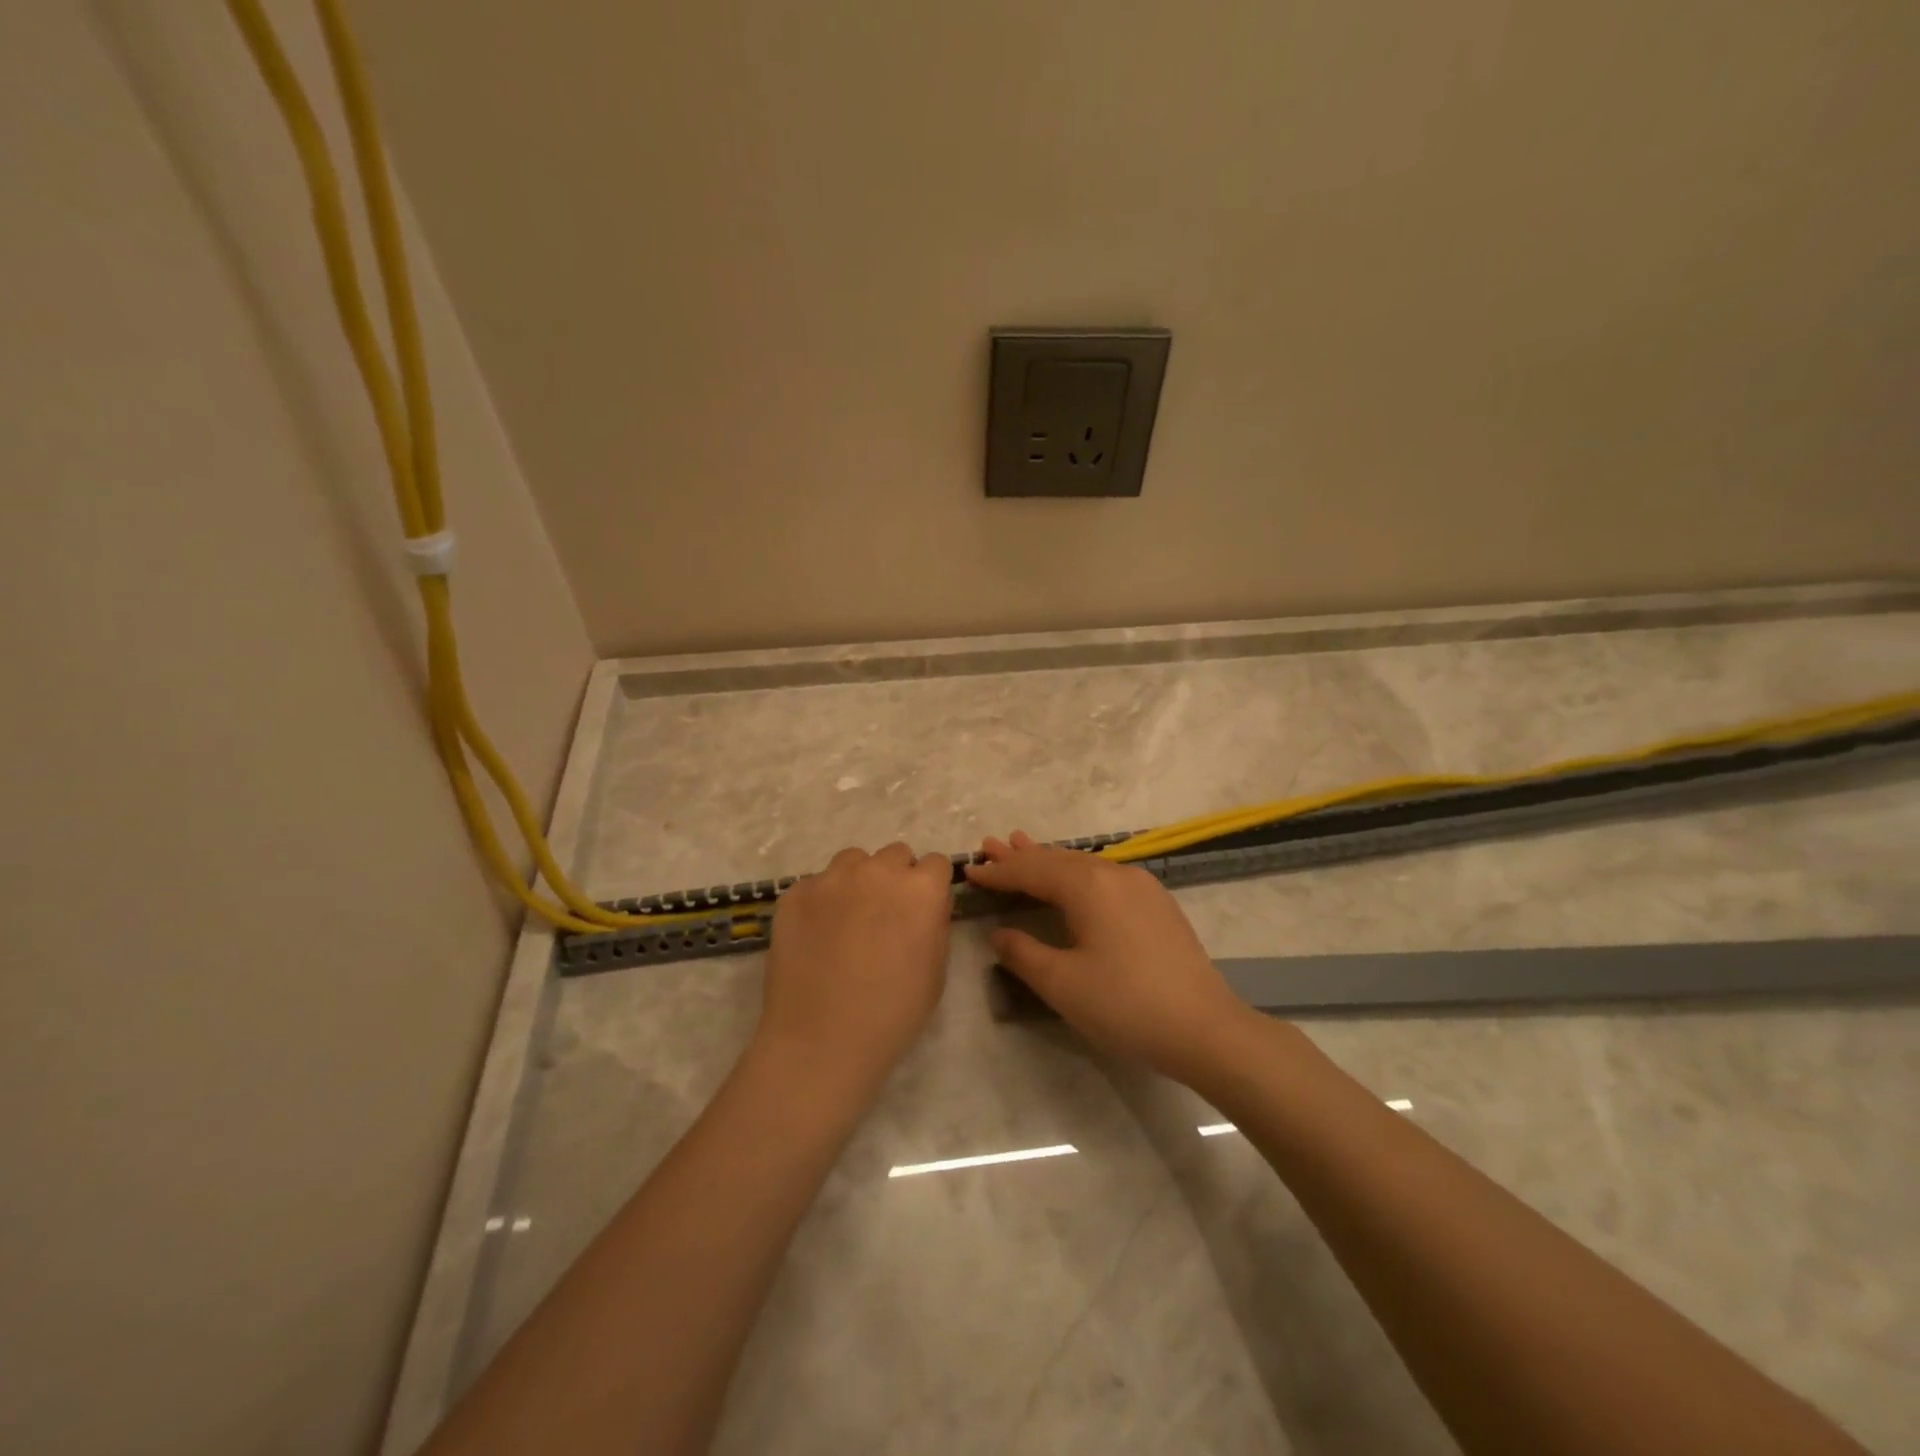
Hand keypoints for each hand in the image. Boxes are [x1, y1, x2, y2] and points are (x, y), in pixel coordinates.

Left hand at [758, 843, 954, 1083]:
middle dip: (895, 879)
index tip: (921, 910)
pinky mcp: (795, 893)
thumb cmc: (892, 1014)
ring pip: (853, 861)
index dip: (930, 887)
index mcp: (920, 889)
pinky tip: (815, 936)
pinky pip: (816, 884)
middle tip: (884, 917)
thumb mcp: (937, 971)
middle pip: (894, 855)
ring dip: (858, 881)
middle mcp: (878, 871)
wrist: (821, 1041)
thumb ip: (935, 923)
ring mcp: (831, 878)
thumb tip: (926, 906)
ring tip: (847, 920)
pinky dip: (821, 902)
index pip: (935, 864)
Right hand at [964, 831, 1251, 1080]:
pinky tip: (1071, 878)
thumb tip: (1001, 933)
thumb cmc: (1126, 1005)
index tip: (969, 869)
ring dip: (1049, 860)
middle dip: (1021, 855)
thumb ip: (1023, 953)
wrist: (1205, 1028)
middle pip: (1057, 859)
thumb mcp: (1062, 984)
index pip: (1031, 871)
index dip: (998, 872)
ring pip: (1083, 864)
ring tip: (1021, 847)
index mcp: (1088, 886)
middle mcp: (1114, 873)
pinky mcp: (1156, 902)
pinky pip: (1104, 876)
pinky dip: (1076, 873)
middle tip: (990, 845)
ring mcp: (1140, 885)